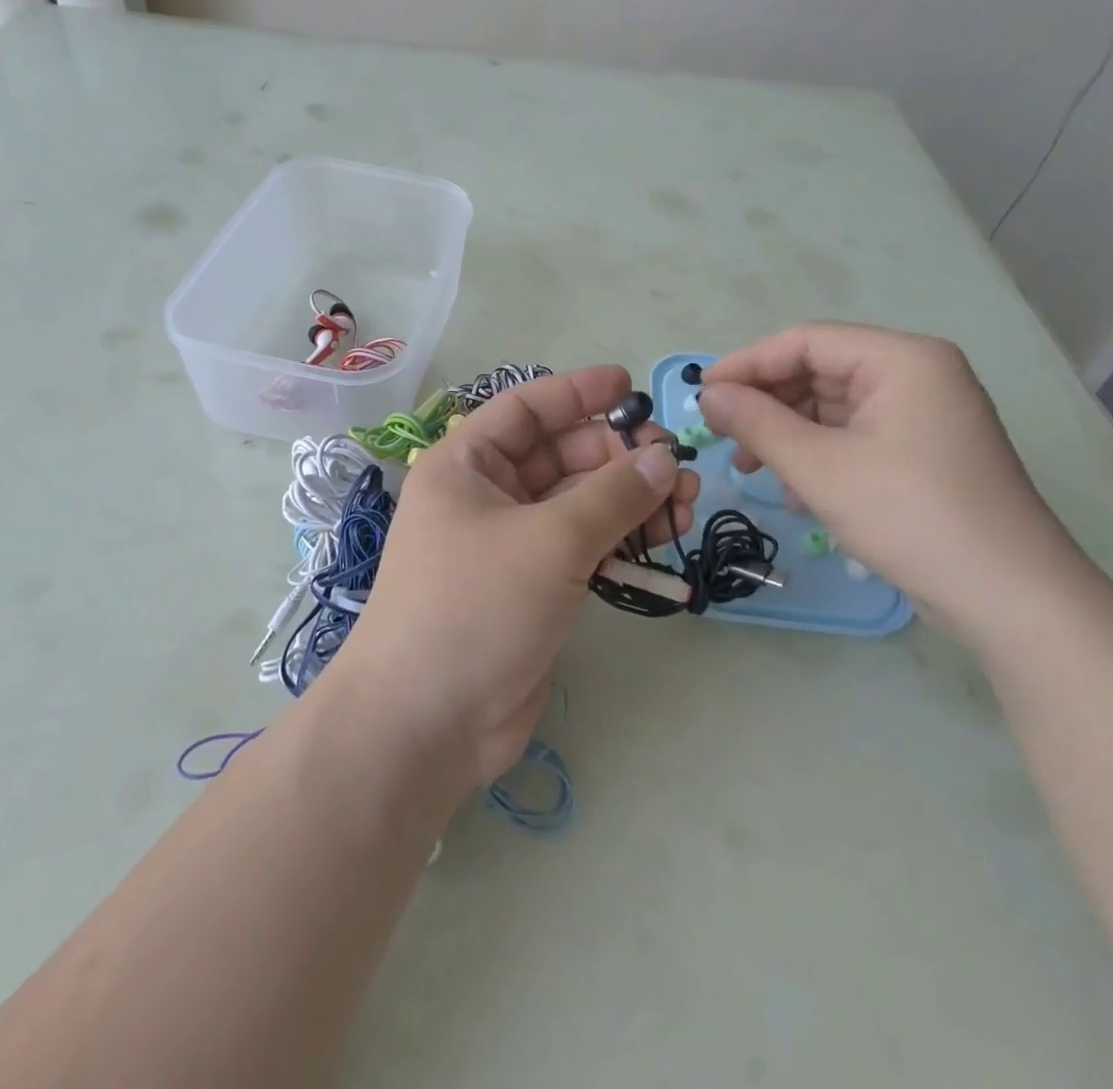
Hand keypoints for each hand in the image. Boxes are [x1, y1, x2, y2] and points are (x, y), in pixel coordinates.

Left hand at [333, 366, 700, 792]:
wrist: (426, 724)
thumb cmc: (474, 607)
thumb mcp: (548, 541)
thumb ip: (612, 495)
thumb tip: (665, 457)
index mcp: (466, 464)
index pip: (526, 408)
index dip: (578, 392)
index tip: (632, 387)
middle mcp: (485, 496)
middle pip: (561, 455)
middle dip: (619, 454)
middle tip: (677, 463)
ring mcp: (510, 544)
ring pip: (580, 503)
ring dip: (631, 498)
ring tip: (686, 501)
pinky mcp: (534, 588)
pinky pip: (585, 546)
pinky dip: (622, 539)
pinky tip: (664, 538)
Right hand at [699, 323, 1087, 642]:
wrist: (1011, 598)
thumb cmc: (912, 516)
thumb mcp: (821, 468)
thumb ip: (758, 423)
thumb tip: (708, 394)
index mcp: (902, 359)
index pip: (806, 341)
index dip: (747, 364)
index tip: (701, 395)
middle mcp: (916, 375)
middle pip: (819, 371)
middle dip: (766, 403)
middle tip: (722, 436)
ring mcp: (923, 415)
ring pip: (832, 408)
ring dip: (786, 434)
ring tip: (750, 469)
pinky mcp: (923, 452)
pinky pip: (854, 436)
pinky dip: (817, 456)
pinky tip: (794, 494)